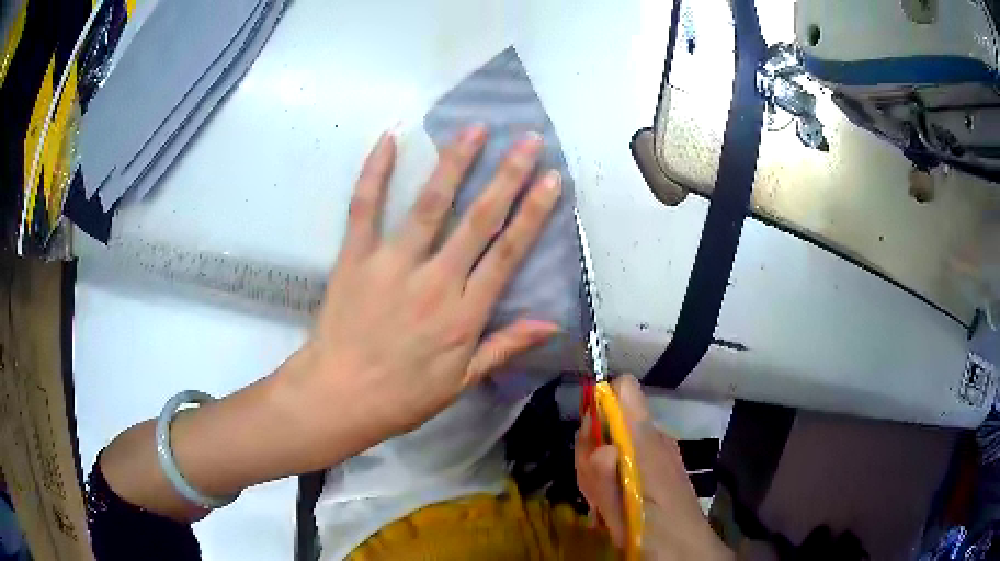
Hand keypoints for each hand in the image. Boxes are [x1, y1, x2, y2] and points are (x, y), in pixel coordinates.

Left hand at [289, 125, 562, 440]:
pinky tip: (388, 139)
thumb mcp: (461, 382)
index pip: (508, 252)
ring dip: (455, 162)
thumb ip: (505, 347)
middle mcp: (435, 280)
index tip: (551, 178)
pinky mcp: (355, 257)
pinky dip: (374, 172)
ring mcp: (392, 264)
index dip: (534, 212)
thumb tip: (552, 324)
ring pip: (430, 204)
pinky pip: (365, 208)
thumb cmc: (402, 396)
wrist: (339, 396)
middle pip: (479, 219)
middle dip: (508, 175)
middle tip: (528, 140)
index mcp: (464, 313)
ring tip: (475, 129)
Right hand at [575, 376, 733, 560]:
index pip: (623, 389)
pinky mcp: (658, 465)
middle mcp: (654, 437)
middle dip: (591, 452)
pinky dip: (612, 479)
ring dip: (598, 472)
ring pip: (614, 442)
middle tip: (594, 489)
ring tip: (604, 505)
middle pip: (609, 420)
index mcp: (647, 440)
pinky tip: (613, 506)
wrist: (687, 551)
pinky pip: (626, 458)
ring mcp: (657, 451)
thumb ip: (607, 480)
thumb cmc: (654, 533)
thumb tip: (601, 447)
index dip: (600, 404)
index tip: (589, 441)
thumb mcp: (623, 513)